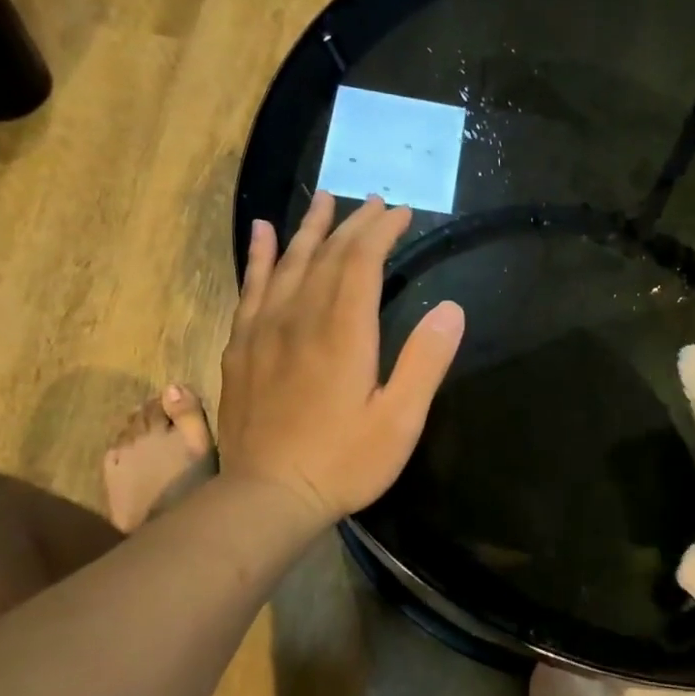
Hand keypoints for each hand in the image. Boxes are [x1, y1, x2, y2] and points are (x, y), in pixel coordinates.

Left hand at [219, 192, 463, 525]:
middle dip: (354, 224)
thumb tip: (452, 309)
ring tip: (324, 200)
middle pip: (328, 255)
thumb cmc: (343, 461)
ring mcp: (265, 330)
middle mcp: (301, 318)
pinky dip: (260, 256)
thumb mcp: (400, 420)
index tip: (402, 213)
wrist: (268, 496)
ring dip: (310, 228)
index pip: (362, 262)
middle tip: (374, 202)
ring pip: (289, 263)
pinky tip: (263, 234)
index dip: (382, 232)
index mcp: (343, 332)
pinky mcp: (242, 347)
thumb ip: (425, 362)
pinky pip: (252, 287)